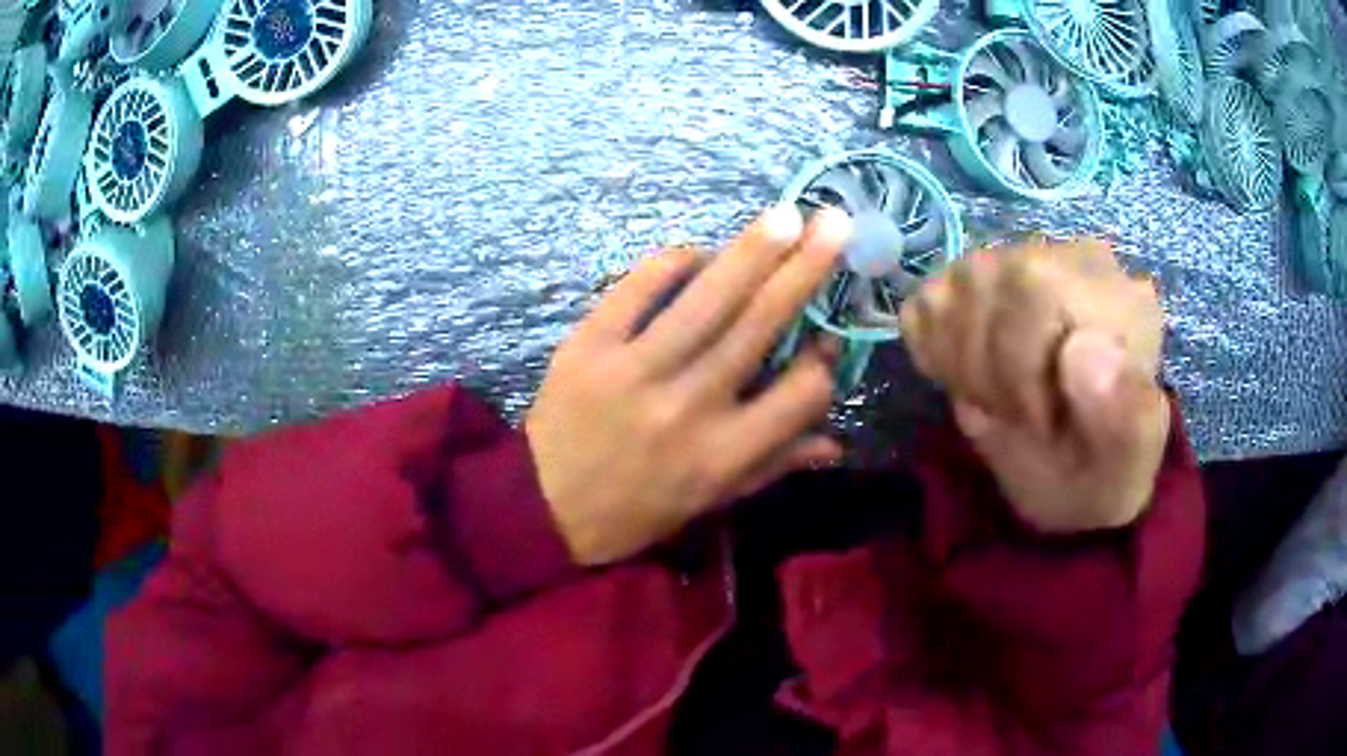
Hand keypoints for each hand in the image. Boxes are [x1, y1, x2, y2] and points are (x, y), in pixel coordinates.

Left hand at [527, 206, 851, 565]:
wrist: (545, 507)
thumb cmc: (637, 509)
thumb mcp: (710, 500)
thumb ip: (774, 465)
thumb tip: (836, 442)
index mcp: (723, 454)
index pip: (799, 395)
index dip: (824, 361)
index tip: (828, 338)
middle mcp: (688, 408)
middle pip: (758, 327)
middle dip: (803, 272)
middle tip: (834, 224)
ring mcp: (635, 372)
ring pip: (706, 301)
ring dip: (751, 252)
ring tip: (787, 215)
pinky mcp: (588, 346)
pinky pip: (636, 289)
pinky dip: (671, 263)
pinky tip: (698, 250)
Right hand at [900, 239, 1169, 532]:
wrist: (1072, 479)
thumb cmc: (1103, 469)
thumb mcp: (1127, 462)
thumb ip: (1125, 411)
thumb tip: (1081, 350)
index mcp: (1114, 291)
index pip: (1035, 284)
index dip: (1020, 364)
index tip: (1044, 422)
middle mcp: (1063, 259)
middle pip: (981, 280)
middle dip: (988, 368)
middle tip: (1018, 416)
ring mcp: (1013, 267)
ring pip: (947, 292)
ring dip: (962, 369)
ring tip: (1002, 402)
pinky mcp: (968, 289)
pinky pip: (924, 307)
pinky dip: (936, 357)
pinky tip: (974, 382)